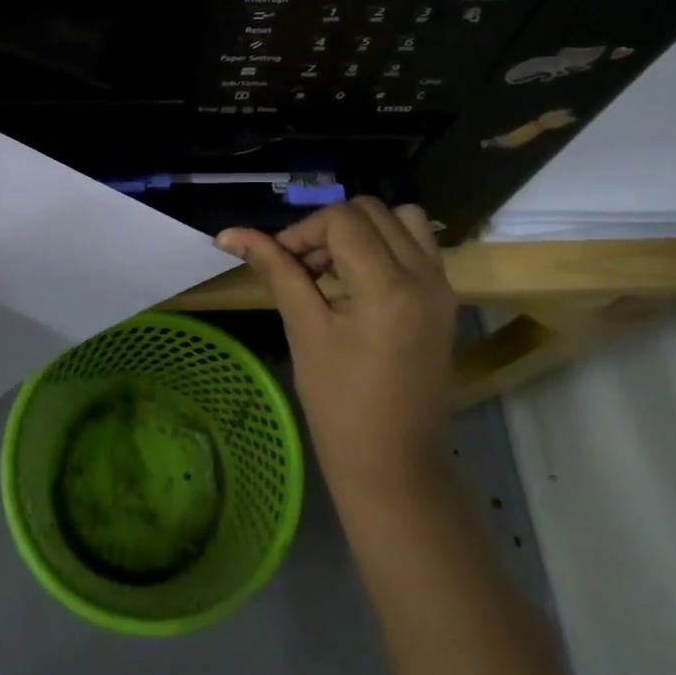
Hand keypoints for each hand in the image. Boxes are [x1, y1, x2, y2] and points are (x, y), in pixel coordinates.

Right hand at [218, 199, 457, 510]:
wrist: (394, 464)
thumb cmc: (339, 404)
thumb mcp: (303, 330)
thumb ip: (276, 270)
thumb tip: (230, 234)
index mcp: (387, 285)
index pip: (341, 220)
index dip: (302, 231)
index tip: (280, 262)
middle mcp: (424, 275)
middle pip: (372, 211)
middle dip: (330, 227)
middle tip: (303, 267)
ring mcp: (442, 286)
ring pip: (402, 219)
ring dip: (363, 230)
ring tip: (335, 269)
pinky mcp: (445, 300)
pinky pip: (419, 246)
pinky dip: (387, 245)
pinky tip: (360, 282)